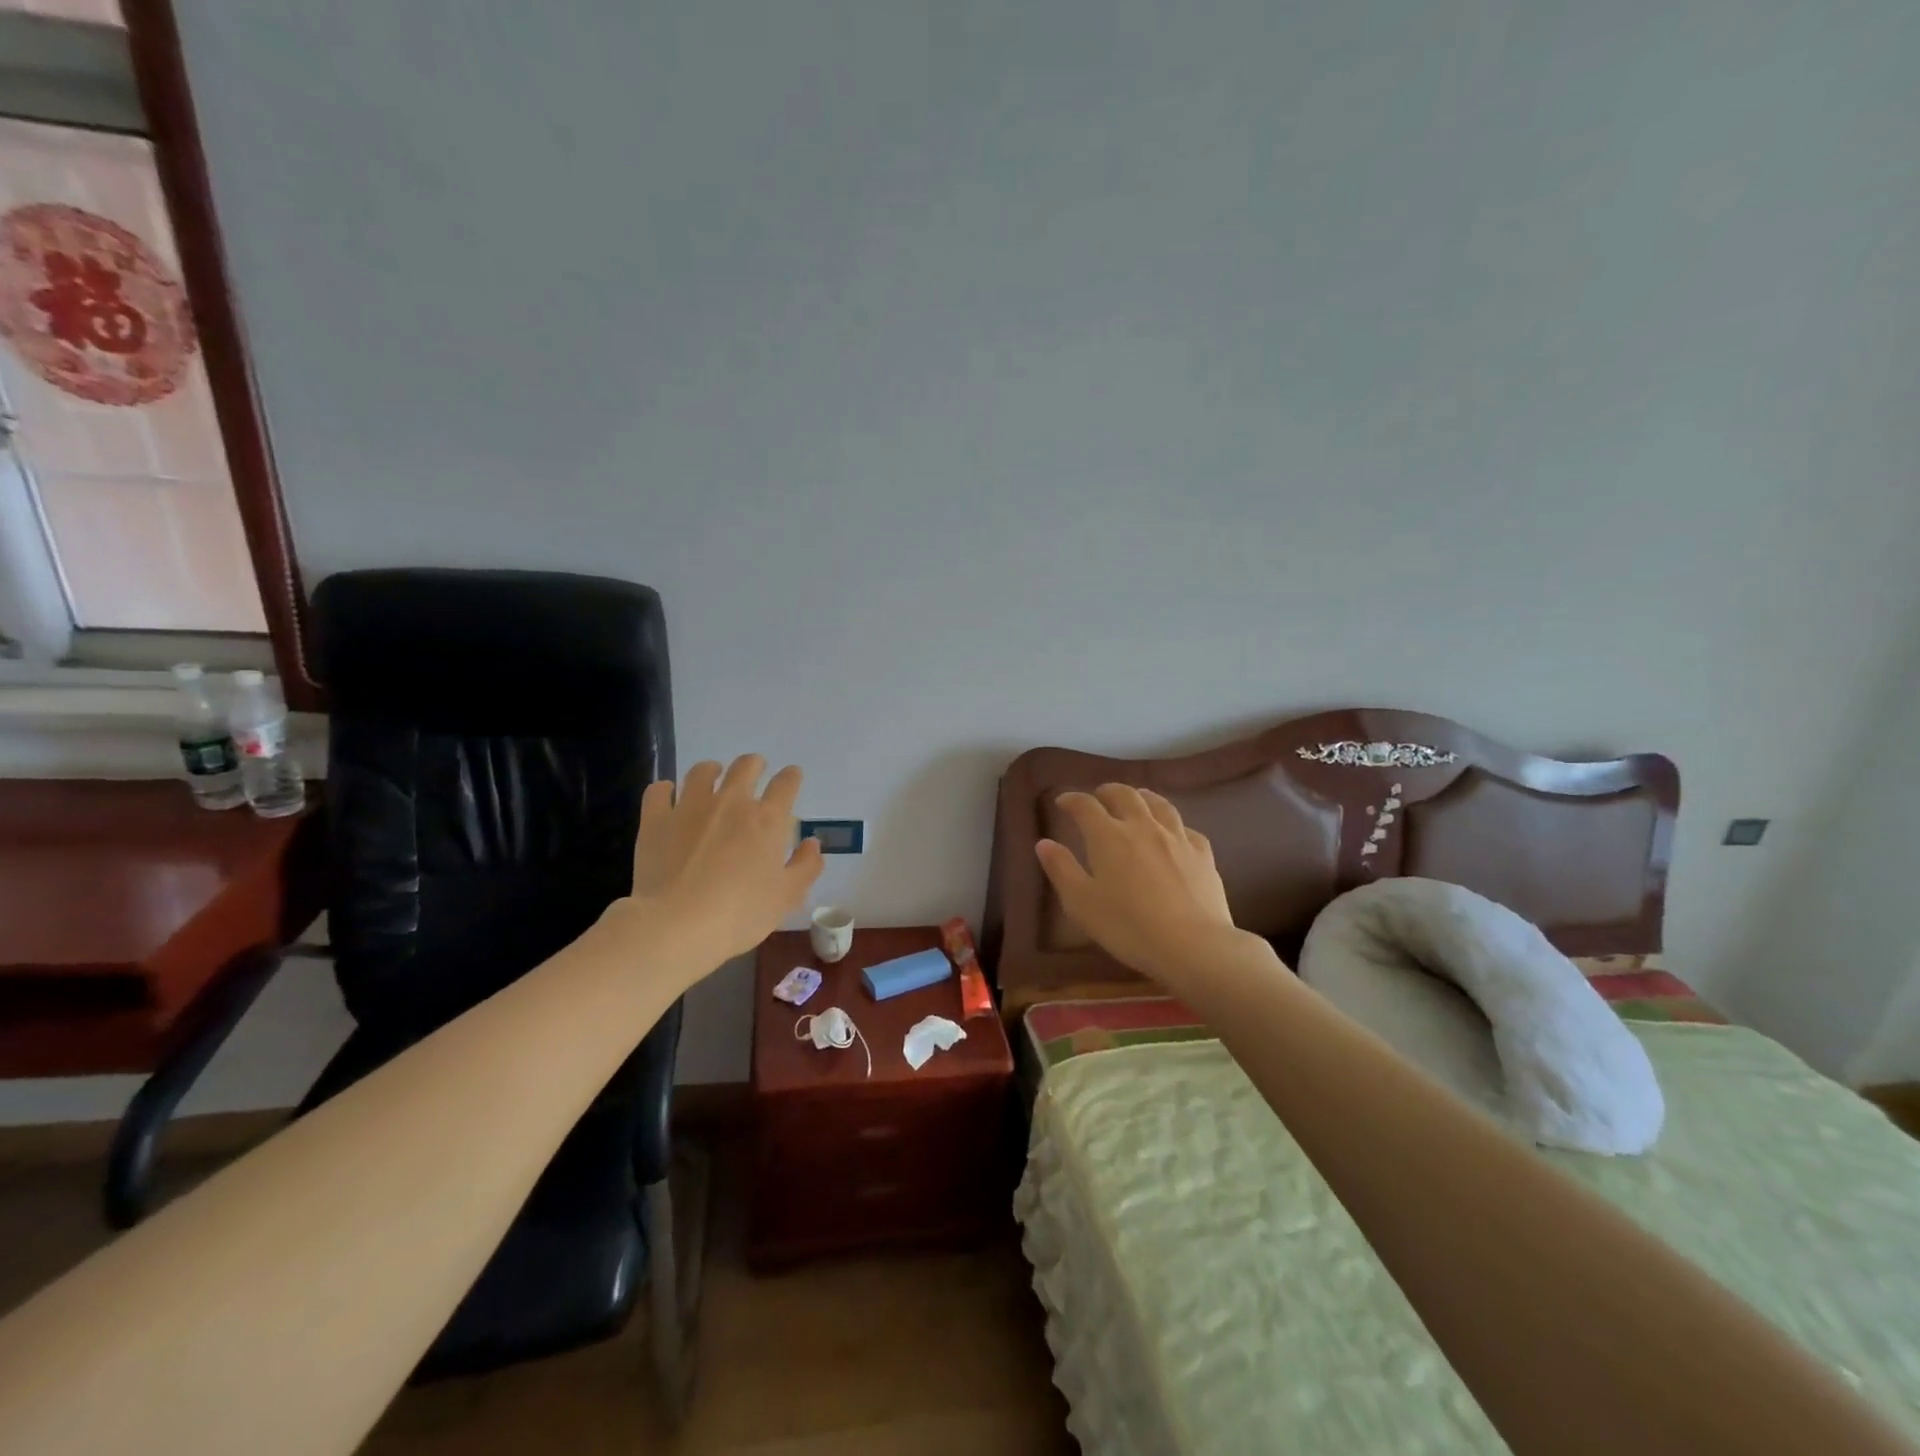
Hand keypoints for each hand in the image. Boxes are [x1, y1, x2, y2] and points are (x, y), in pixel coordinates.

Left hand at [625, 755, 824, 969]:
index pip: (786, 783)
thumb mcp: (786, 897)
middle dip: (754, 765)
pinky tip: (668, 796)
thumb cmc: (740, 914)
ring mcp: (690, 807)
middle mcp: (731, 802)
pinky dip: (665, 789)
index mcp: (767, 819)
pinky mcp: (656, 819)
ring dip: (712, 771)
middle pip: (746, 766)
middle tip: (754, 772)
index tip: (792, 778)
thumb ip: (805, 866)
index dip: (792, 777)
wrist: (676, 926)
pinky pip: (659, 790)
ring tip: (712, 777)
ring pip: (702, 771)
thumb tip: (812, 843)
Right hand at [1036, 785, 1240, 984]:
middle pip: (1125, 795)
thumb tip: (1044, 843)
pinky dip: (1173, 824)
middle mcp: (1143, 826)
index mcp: (1108, 836)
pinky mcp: (1203, 854)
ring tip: (1137, 798)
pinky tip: (1174, 833)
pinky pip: (1186, 828)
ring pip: (1159, 804)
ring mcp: (1177, 838)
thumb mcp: (1081, 903)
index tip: (1062, 802)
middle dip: (1108, 791)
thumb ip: (1061, 869)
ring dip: (1143, 797)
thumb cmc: (1128, 927)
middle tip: (1099, 796)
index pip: (1085, 806)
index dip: (1072, 799)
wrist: (1192, 945)